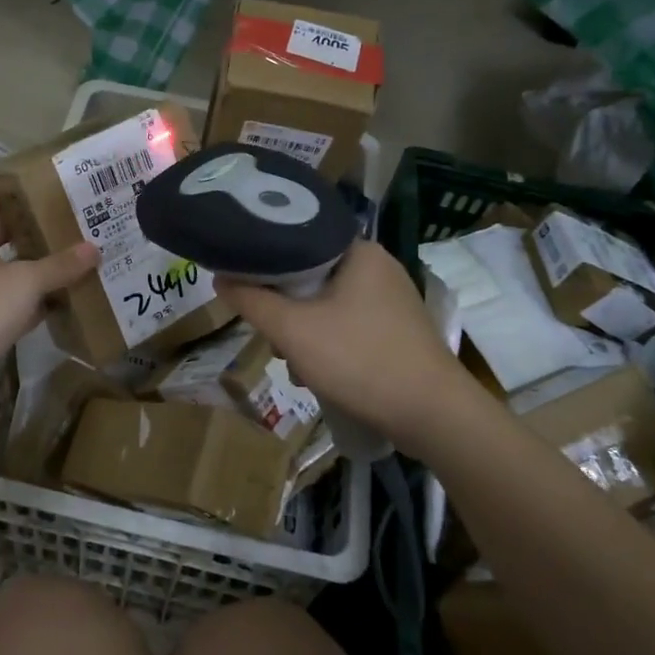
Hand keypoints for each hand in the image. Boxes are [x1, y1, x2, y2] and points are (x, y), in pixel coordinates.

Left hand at [0, 196, 98, 395]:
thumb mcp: (26, 280)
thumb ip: (60, 265)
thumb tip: (93, 248)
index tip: (20, 196)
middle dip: (20, 233)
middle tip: (55, 224)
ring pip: (5, 276)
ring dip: (31, 270)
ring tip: (68, 259)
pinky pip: (12, 308)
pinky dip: (33, 304)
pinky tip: (62, 301)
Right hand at [215, 241, 483, 448]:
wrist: (433, 415)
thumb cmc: (360, 360)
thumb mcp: (294, 331)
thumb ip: (252, 302)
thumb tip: (220, 279)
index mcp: (359, 251)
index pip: (299, 239)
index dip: (266, 261)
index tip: (245, 284)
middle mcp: (378, 267)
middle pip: (311, 276)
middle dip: (285, 309)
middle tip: (275, 338)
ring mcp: (392, 300)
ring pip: (328, 305)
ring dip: (305, 334)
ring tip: (297, 367)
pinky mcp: (398, 330)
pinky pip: (349, 325)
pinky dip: (329, 345)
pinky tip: (321, 375)